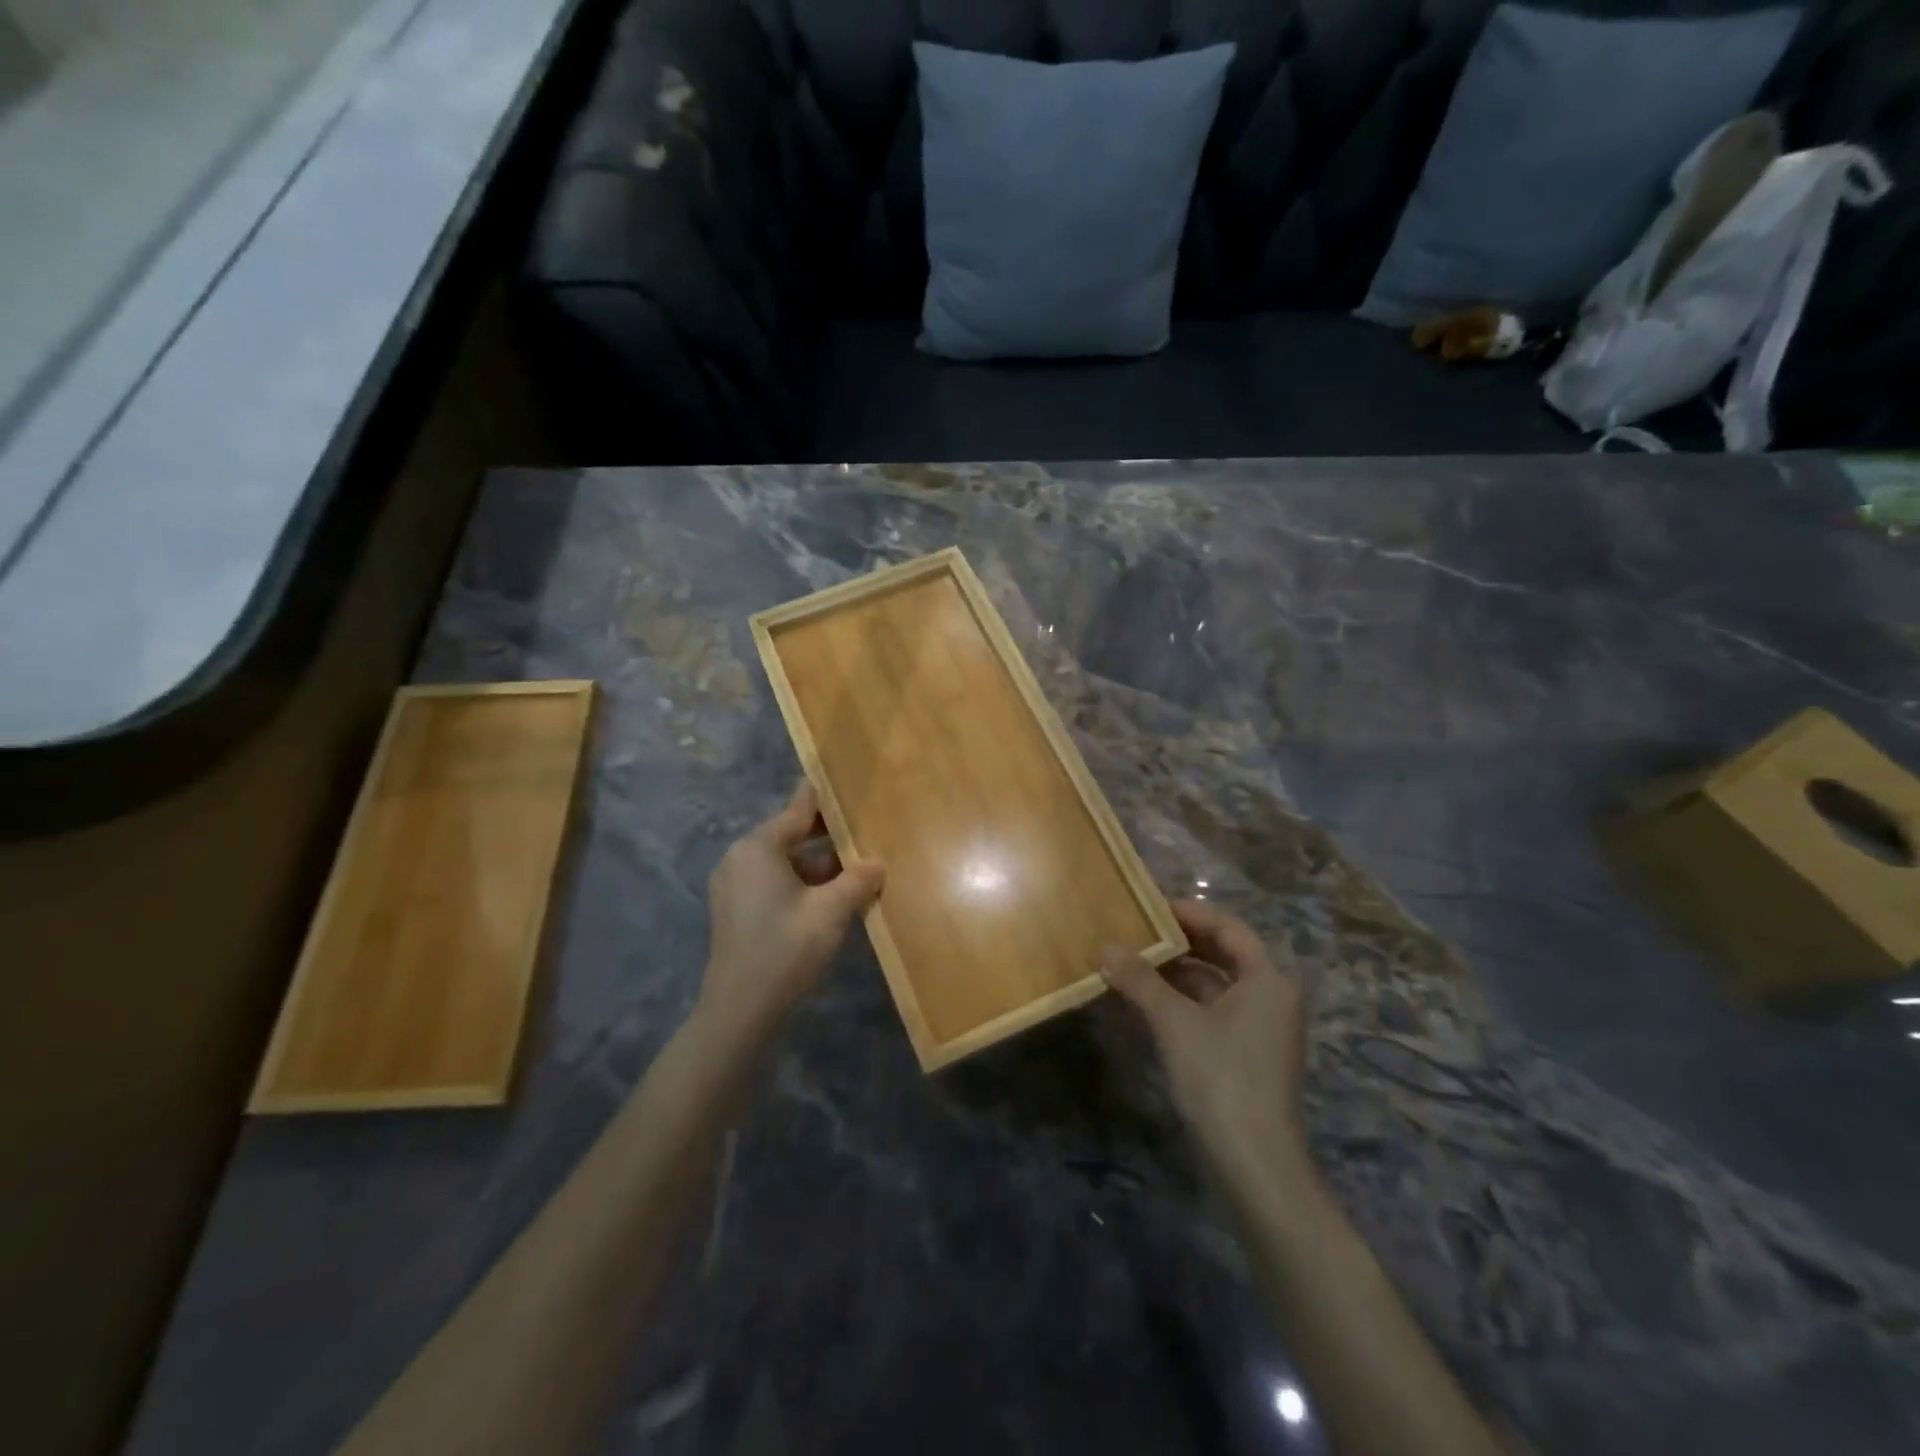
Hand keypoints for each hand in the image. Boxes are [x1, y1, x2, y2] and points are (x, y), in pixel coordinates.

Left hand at [700, 782, 884, 1043]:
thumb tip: (879, 863)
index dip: (825, 800)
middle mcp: (740, 858)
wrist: (740, 1009)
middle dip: (827, 837)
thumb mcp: (832, 911)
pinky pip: (772, 882)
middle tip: (864, 832)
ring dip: (817, 866)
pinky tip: (830, 898)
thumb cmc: (786, 948)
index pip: (797, 811)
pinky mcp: (735, 910)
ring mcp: (734, 886)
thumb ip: (858, 880)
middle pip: (789, 835)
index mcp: (758, 848)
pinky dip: (800, 884)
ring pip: (783, 862)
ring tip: (855, 870)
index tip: (846, 785)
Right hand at [1102, 900, 1311, 1186]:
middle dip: (1175, 944)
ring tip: (1125, 965)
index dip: (1188, 912)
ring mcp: (1257, 1029)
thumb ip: (1140, 980)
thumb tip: (1104, 947)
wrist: (1254, 1165)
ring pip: (1210, 986)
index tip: (1148, 906)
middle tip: (1132, 931)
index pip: (1227, 927)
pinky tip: (1137, 1005)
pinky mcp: (1243, 1055)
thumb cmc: (1221, 1078)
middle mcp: (1269, 997)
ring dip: (1170, 976)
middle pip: (1219, 955)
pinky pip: (1207, 1013)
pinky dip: (1175, 1005)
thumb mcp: (1175, 1022)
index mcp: (1268, 979)